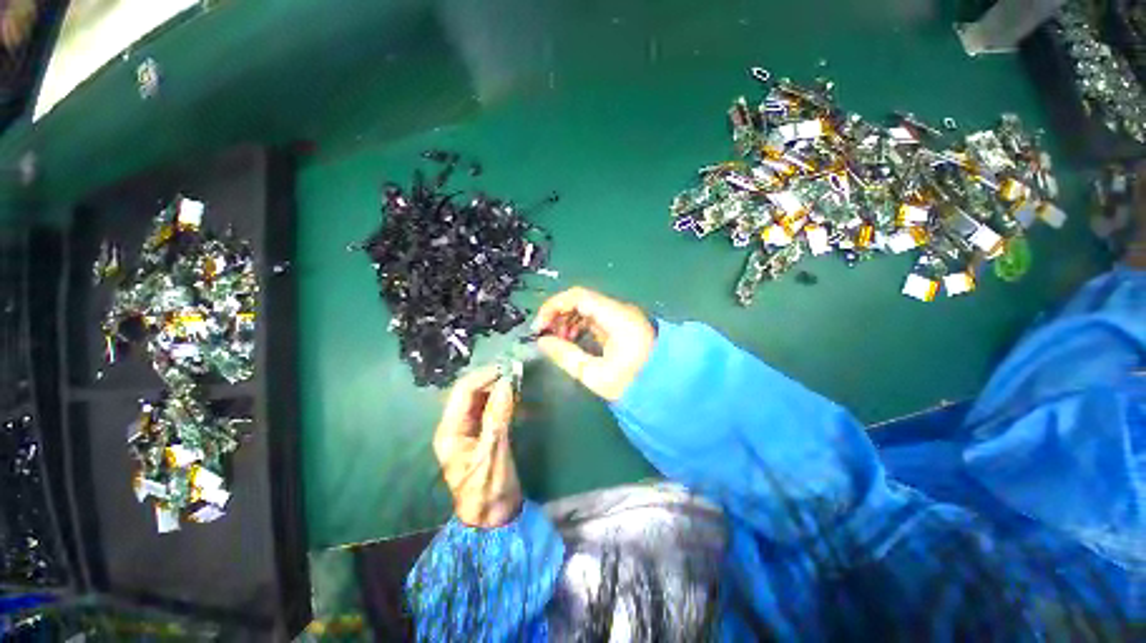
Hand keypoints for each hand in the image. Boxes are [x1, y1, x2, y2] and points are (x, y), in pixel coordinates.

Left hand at [433, 366, 522, 527]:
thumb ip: (498, 415)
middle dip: (492, 380)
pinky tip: (516, 398)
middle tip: (516, 373)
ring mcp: (467, 430)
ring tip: (518, 382)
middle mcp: (454, 426)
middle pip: (470, 392)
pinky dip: (502, 400)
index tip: (508, 368)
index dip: (485, 376)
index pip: (464, 391)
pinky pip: (490, 409)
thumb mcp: (494, 451)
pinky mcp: (480, 434)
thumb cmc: (489, 488)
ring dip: (498, 388)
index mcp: (450, 431)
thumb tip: (507, 383)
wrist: (493, 518)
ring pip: (481, 399)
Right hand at [534, 287, 655, 401]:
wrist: (669, 390)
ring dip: (568, 322)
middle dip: (559, 315)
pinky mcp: (622, 326)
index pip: (577, 296)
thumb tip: (542, 341)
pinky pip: (595, 319)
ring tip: (559, 342)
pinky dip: (580, 327)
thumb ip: (566, 356)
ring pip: (587, 309)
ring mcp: (622, 317)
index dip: (553, 307)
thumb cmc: (634, 384)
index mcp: (616, 317)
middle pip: (581, 301)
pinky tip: (572, 342)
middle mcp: (619, 310)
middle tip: (546, 337)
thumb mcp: (596, 374)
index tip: (539, 327)